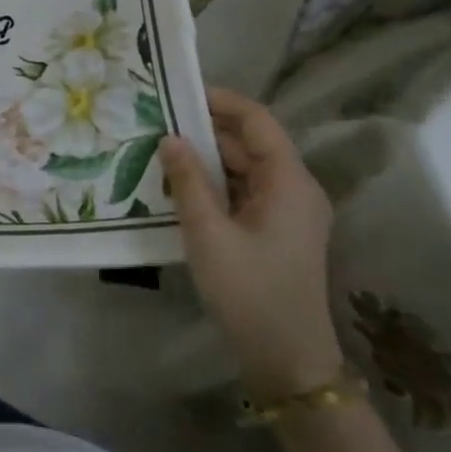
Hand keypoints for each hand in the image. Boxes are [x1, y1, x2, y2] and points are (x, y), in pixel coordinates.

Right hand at [159, 88, 340, 398]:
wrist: (286, 359)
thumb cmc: (249, 291)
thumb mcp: (208, 234)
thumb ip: (188, 181)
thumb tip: (170, 138)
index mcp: (289, 182)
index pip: (257, 121)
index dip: (221, 101)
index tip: (178, 92)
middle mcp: (295, 189)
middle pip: (250, 144)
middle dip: (205, 131)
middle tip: (155, 124)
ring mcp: (288, 212)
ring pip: (244, 170)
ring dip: (206, 160)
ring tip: (159, 152)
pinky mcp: (276, 232)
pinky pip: (243, 194)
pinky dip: (214, 185)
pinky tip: (179, 188)